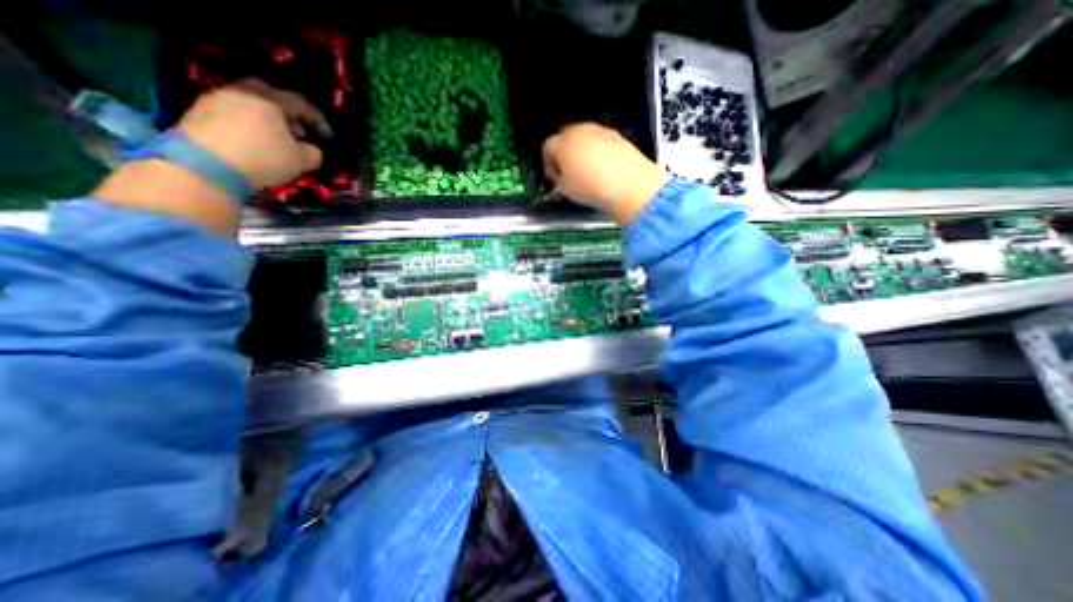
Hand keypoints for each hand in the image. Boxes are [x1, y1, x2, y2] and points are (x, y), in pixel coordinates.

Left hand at [176, 77, 329, 187]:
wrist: (207, 164)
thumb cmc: (264, 157)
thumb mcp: (301, 160)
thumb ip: (313, 153)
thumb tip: (311, 149)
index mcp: (270, 100)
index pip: (301, 104)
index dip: (318, 121)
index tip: (327, 137)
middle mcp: (242, 92)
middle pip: (271, 97)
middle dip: (288, 114)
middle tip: (298, 131)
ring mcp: (216, 99)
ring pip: (250, 105)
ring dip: (265, 120)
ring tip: (275, 140)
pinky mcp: (198, 113)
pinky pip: (233, 115)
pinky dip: (247, 126)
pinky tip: (253, 143)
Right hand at [546, 123, 668, 226]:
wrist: (628, 184)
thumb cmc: (591, 188)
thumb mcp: (566, 190)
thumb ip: (559, 180)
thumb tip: (561, 178)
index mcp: (562, 143)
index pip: (547, 148)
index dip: (548, 164)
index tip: (554, 178)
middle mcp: (580, 130)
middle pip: (566, 138)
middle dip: (565, 155)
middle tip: (569, 174)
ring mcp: (601, 131)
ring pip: (585, 139)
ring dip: (582, 152)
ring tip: (588, 173)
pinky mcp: (618, 136)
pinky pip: (602, 143)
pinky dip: (599, 152)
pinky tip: (603, 169)